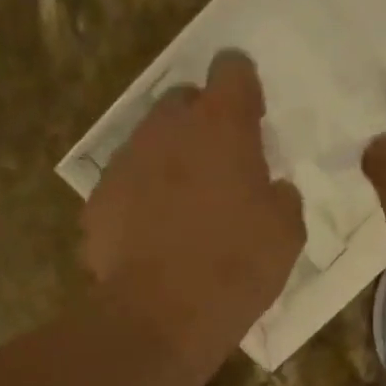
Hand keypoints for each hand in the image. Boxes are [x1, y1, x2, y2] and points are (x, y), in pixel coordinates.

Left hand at [83, 49, 304, 369]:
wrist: (160, 316)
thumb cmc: (236, 267)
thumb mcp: (286, 233)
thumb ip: (280, 196)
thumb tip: (269, 189)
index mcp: (221, 126)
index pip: (232, 69)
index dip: (244, 87)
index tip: (252, 116)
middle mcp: (167, 129)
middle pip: (184, 100)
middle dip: (202, 121)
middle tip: (221, 164)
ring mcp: (126, 162)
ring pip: (150, 142)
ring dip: (170, 159)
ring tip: (185, 206)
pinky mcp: (99, 200)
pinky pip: (126, 184)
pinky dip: (141, 198)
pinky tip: (154, 235)